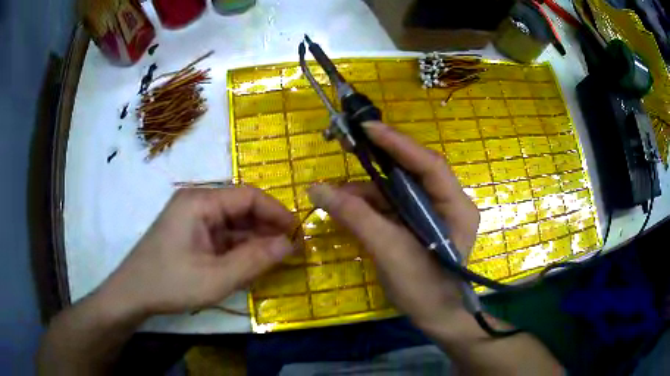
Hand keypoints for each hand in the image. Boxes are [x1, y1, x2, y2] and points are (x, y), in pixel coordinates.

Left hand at [99, 187, 295, 318]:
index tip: (298, 232)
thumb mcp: (216, 278)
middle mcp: (197, 202)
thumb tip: (290, 245)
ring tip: (277, 258)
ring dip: (255, 240)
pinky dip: (239, 248)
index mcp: (200, 202)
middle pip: (241, 208)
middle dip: (267, 227)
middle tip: (291, 249)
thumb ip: (255, 260)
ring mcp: (192, 218)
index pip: (248, 196)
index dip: (276, 212)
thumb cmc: (171, 283)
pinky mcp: (191, 234)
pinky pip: (222, 236)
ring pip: (233, 223)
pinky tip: (252, 262)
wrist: (133, 294)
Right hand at [307, 121, 479, 329]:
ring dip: (367, 189)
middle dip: (379, 162)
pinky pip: (392, 206)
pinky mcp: (417, 225)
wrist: (433, 318)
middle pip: (412, 172)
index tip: (369, 128)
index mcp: (455, 206)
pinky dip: (369, 206)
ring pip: (398, 190)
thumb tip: (317, 188)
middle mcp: (447, 203)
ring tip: (336, 193)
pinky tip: (347, 207)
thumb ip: (356, 218)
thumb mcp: (390, 251)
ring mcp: (432, 214)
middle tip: (349, 146)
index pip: (429, 165)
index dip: (399, 144)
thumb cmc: (424, 288)